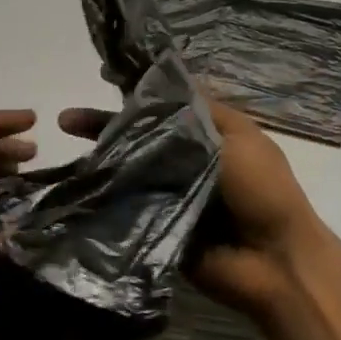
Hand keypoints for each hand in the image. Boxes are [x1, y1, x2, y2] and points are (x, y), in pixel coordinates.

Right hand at [58, 100, 326, 323]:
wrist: (274, 262)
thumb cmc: (263, 191)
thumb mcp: (237, 138)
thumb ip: (197, 112)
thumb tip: (160, 83)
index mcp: (208, 135)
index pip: (164, 106)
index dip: (134, 92)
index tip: (104, 78)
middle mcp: (184, 159)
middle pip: (138, 135)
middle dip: (105, 125)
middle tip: (68, 119)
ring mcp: (168, 193)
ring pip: (129, 168)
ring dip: (101, 158)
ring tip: (66, 147)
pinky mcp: (155, 224)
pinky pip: (128, 204)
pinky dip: (106, 193)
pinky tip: (78, 182)